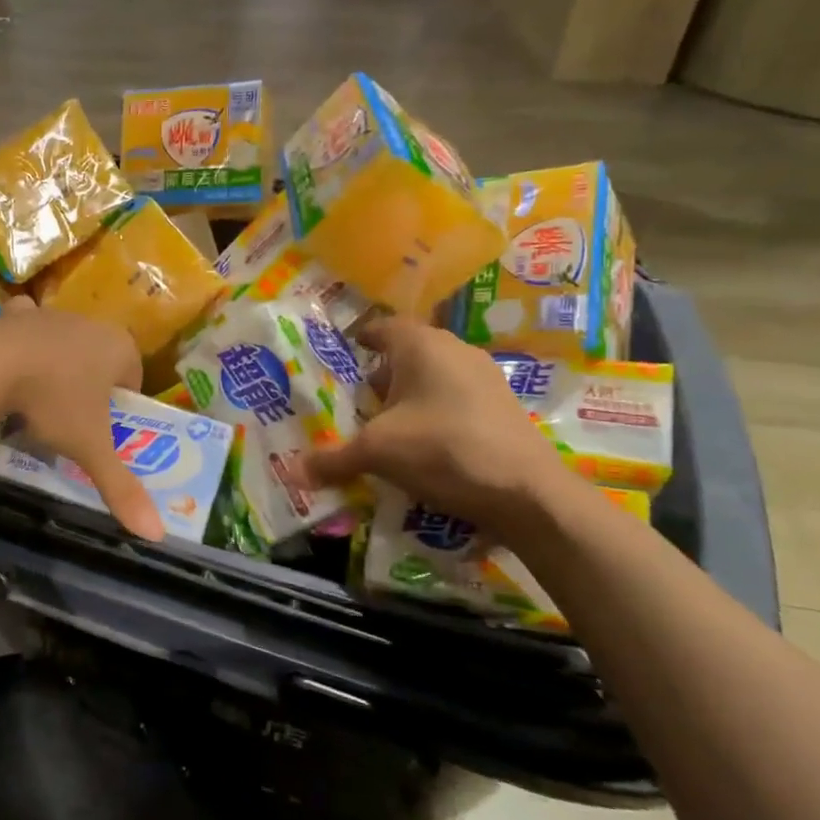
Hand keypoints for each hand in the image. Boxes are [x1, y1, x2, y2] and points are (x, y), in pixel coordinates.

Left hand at [0, 299, 166, 541]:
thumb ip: (121, 488)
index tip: (102, 432)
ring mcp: (51, 316)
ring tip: (39, 399)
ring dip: (57, 365)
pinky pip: (25, 326)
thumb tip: (156, 535)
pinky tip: (9, 365)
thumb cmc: (55, 401)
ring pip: (64, 343)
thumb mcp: (90, 448)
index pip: (133, 378)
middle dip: (90, 387)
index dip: (120, 406)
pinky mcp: (15, 315)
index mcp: (120, 348)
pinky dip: (21, 342)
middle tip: (71, 421)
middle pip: (99, 359)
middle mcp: (91, 324)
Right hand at [302, 316, 570, 535]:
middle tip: (353, 404)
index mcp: (422, 345)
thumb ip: (333, 458)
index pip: (381, 327)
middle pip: (405, 355)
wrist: (527, 493)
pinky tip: (421, 447)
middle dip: (378, 378)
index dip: (358, 340)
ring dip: (407, 399)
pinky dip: (433, 415)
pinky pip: (454, 401)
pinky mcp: (501, 407)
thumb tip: (292, 473)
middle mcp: (454, 350)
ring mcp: (484, 378)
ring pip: (432, 379)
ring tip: (383, 429)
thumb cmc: (443, 449)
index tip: (338, 357)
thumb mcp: (377, 453)